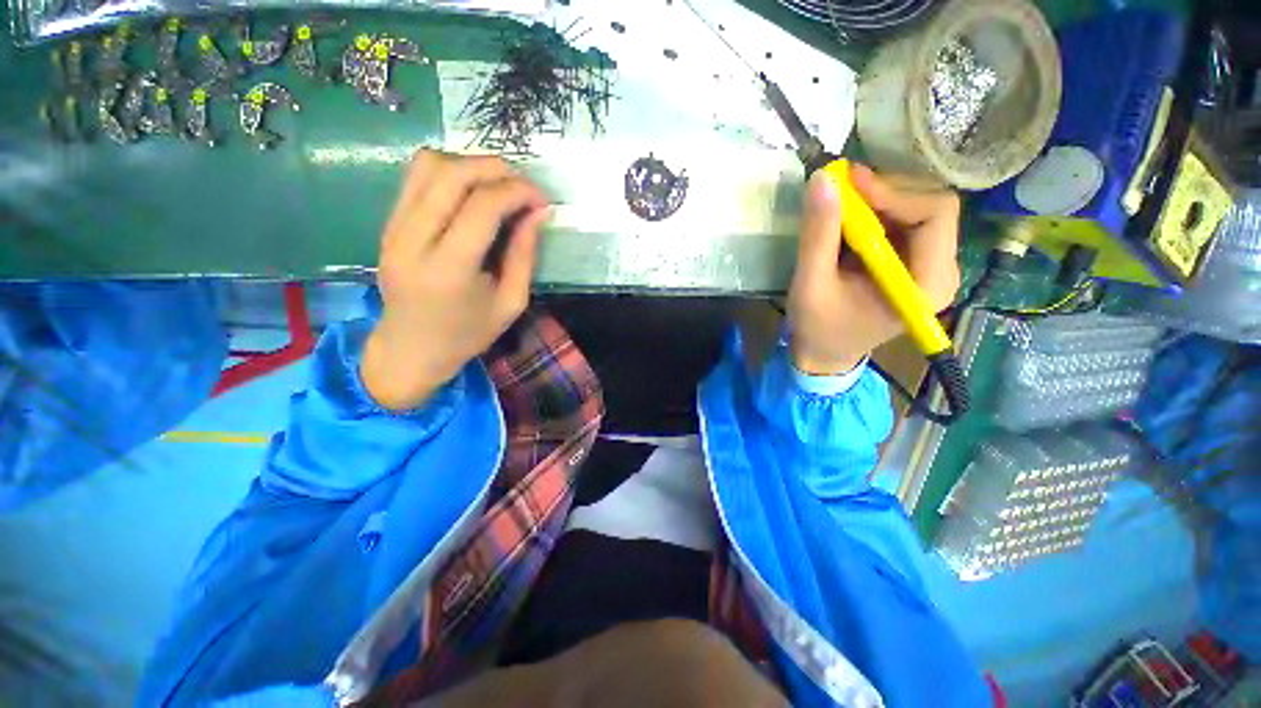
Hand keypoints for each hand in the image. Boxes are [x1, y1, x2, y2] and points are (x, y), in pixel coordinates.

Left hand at [361, 150, 551, 410]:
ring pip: (428, 165)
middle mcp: (413, 240)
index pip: (483, 206)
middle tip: (524, 186)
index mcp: (449, 270)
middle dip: (496, 169)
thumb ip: (525, 254)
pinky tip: (471, 192)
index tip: (542, 199)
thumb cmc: (468, 333)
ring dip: (470, 165)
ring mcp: (393, 228)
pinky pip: (416, 178)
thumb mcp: (512, 302)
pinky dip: (450, 173)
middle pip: (452, 173)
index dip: (518, 192)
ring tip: (498, 187)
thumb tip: (538, 211)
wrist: (411, 348)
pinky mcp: (387, 223)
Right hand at [788, 163, 960, 374]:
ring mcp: (930, 267)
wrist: (824, 353)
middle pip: (931, 207)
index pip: (936, 214)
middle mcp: (941, 272)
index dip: (894, 192)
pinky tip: (849, 221)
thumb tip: (823, 180)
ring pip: (918, 210)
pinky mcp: (914, 264)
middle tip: (841, 190)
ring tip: (841, 205)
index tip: (850, 183)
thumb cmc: (818, 327)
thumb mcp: (811, 284)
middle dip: (885, 194)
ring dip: (878, 201)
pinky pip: (904, 223)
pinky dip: (875, 213)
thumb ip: (818, 235)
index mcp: (925, 285)